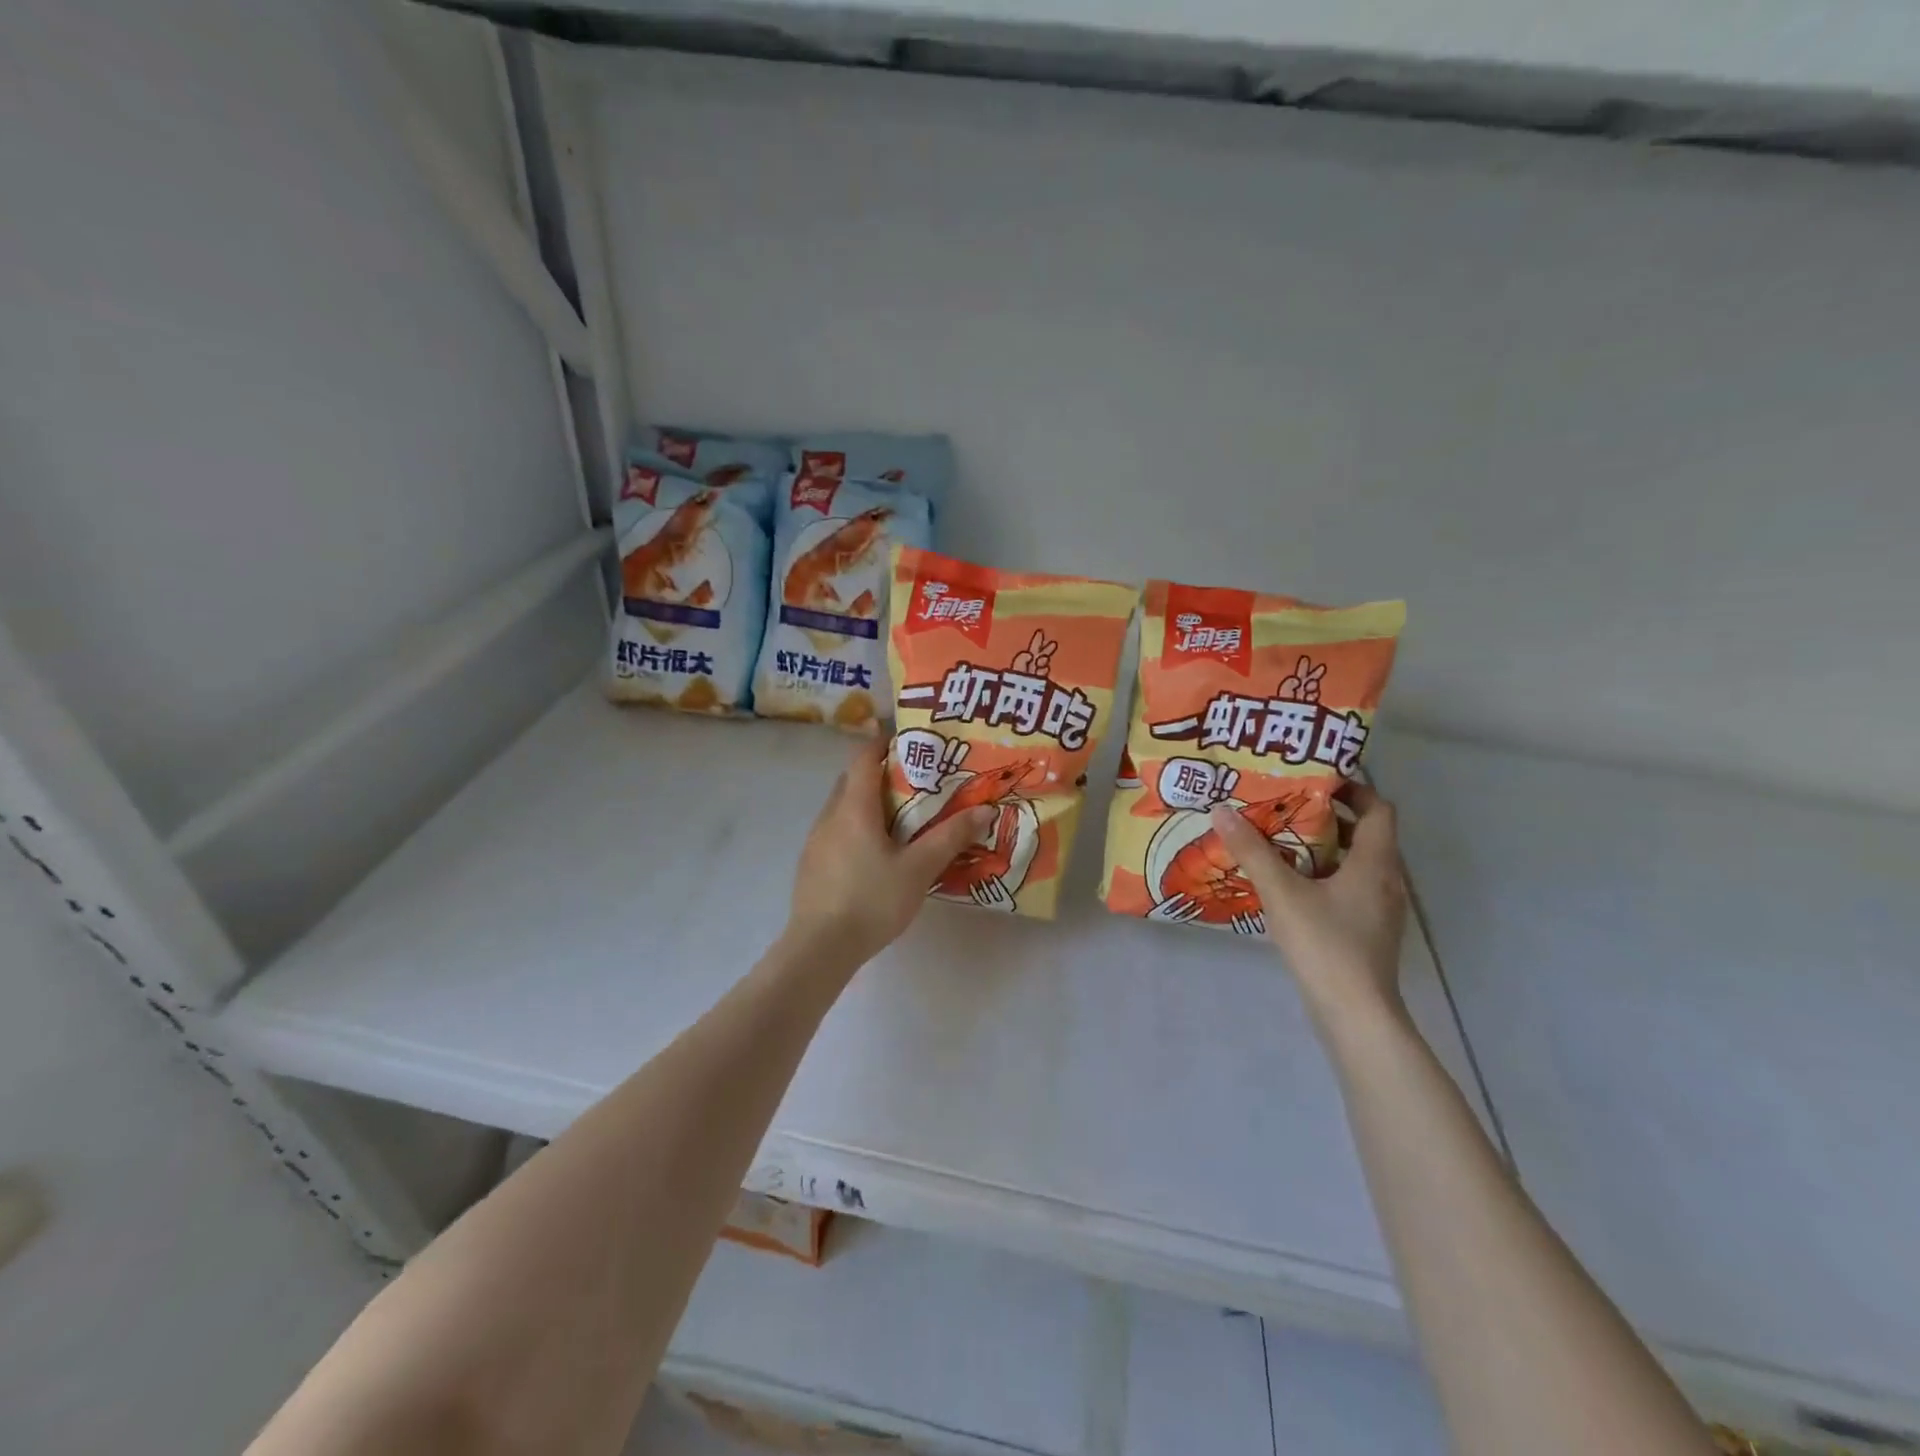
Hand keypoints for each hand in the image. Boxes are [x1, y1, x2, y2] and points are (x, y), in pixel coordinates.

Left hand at [786, 739, 993, 968]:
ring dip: (867, 803)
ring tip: (899, 818)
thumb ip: (950, 837)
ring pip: (842, 808)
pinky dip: (856, 828)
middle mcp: (829, 816)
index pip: (863, 758)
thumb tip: (985, 809)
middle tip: (914, 780)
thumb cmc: (872, 900)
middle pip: (851, 781)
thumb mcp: (919, 868)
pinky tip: (875, 854)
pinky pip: (836, 832)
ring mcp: (815, 841)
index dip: (882, 742)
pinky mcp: (811, 865)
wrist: (820, 948)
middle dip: (879, 773)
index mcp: (854, 808)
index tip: (907, 739)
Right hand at [1209, 786, 1407, 1021]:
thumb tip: (1222, 810)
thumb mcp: (1282, 893)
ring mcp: (1380, 910)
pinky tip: (1289, 887)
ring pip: (1356, 864)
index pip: (1379, 809)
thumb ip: (1253, 851)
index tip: (1316, 781)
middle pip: (1365, 835)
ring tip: (1279, 842)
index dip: (1353, 789)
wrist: (1355, 1015)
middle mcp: (1386, 881)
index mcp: (1375, 863)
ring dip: (1323, 849)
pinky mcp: (1368, 932)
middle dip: (1327, 817)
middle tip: (1285, 807)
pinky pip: (1349, 889)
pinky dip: (1324, 877)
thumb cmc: (1325, 945)